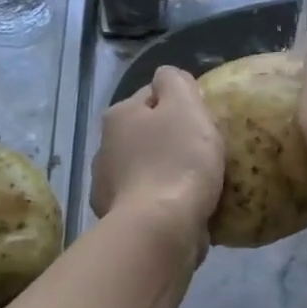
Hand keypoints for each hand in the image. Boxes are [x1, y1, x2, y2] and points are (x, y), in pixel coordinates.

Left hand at [90, 65, 224, 252]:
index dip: (180, 104)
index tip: (203, 121)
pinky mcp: (117, 219)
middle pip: (146, 134)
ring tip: (195, 185)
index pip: (152, 96)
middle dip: (169, 140)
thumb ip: (175, 81)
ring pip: (144, 168)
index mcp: (118, 116)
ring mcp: (106, 187)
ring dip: (163, 172)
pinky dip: (161, 202)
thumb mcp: (185, 107)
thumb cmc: (177, 162)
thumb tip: (166, 76)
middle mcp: (103, 148)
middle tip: (202, 153)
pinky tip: (182, 210)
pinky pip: (146, 201)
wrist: (160, 230)